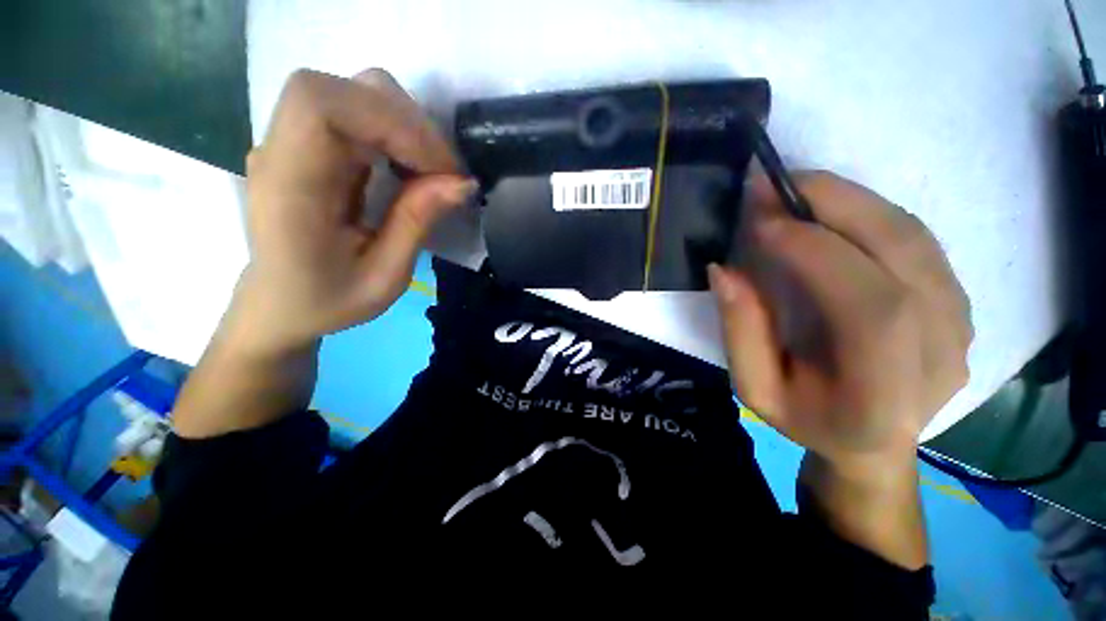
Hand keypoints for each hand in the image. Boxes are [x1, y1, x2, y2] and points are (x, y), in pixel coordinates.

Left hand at [227, 68, 474, 356]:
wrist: (281, 304)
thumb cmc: (328, 300)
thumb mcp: (384, 277)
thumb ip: (417, 224)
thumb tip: (462, 183)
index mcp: (289, 189)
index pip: (320, 105)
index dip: (390, 121)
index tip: (438, 168)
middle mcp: (280, 151)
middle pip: (340, 90)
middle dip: (407, 123)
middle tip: (445, 172)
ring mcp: (290, 142)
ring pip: (351, 94)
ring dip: (405, 126)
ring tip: (432, 171)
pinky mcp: (308, 145)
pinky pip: (356, 114)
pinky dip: (395, 133)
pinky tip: (410, 167)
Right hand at [709, 172, 971, 471]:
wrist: (873, 443)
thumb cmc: (807, 420)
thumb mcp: (755, 389)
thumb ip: (741, 332)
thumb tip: (724, 269)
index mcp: (885, 395)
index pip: (870, 306)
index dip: (814, 251)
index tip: (761, 220)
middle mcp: (942, 353)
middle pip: (904, 255)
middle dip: (835, 204)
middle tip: (776, 181)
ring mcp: (960, 322)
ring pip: (913, 236)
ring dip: (851, 200)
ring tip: (796, 189)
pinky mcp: (957, 301)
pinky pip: (916, 240)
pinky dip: (869, 213)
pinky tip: (830, 212)